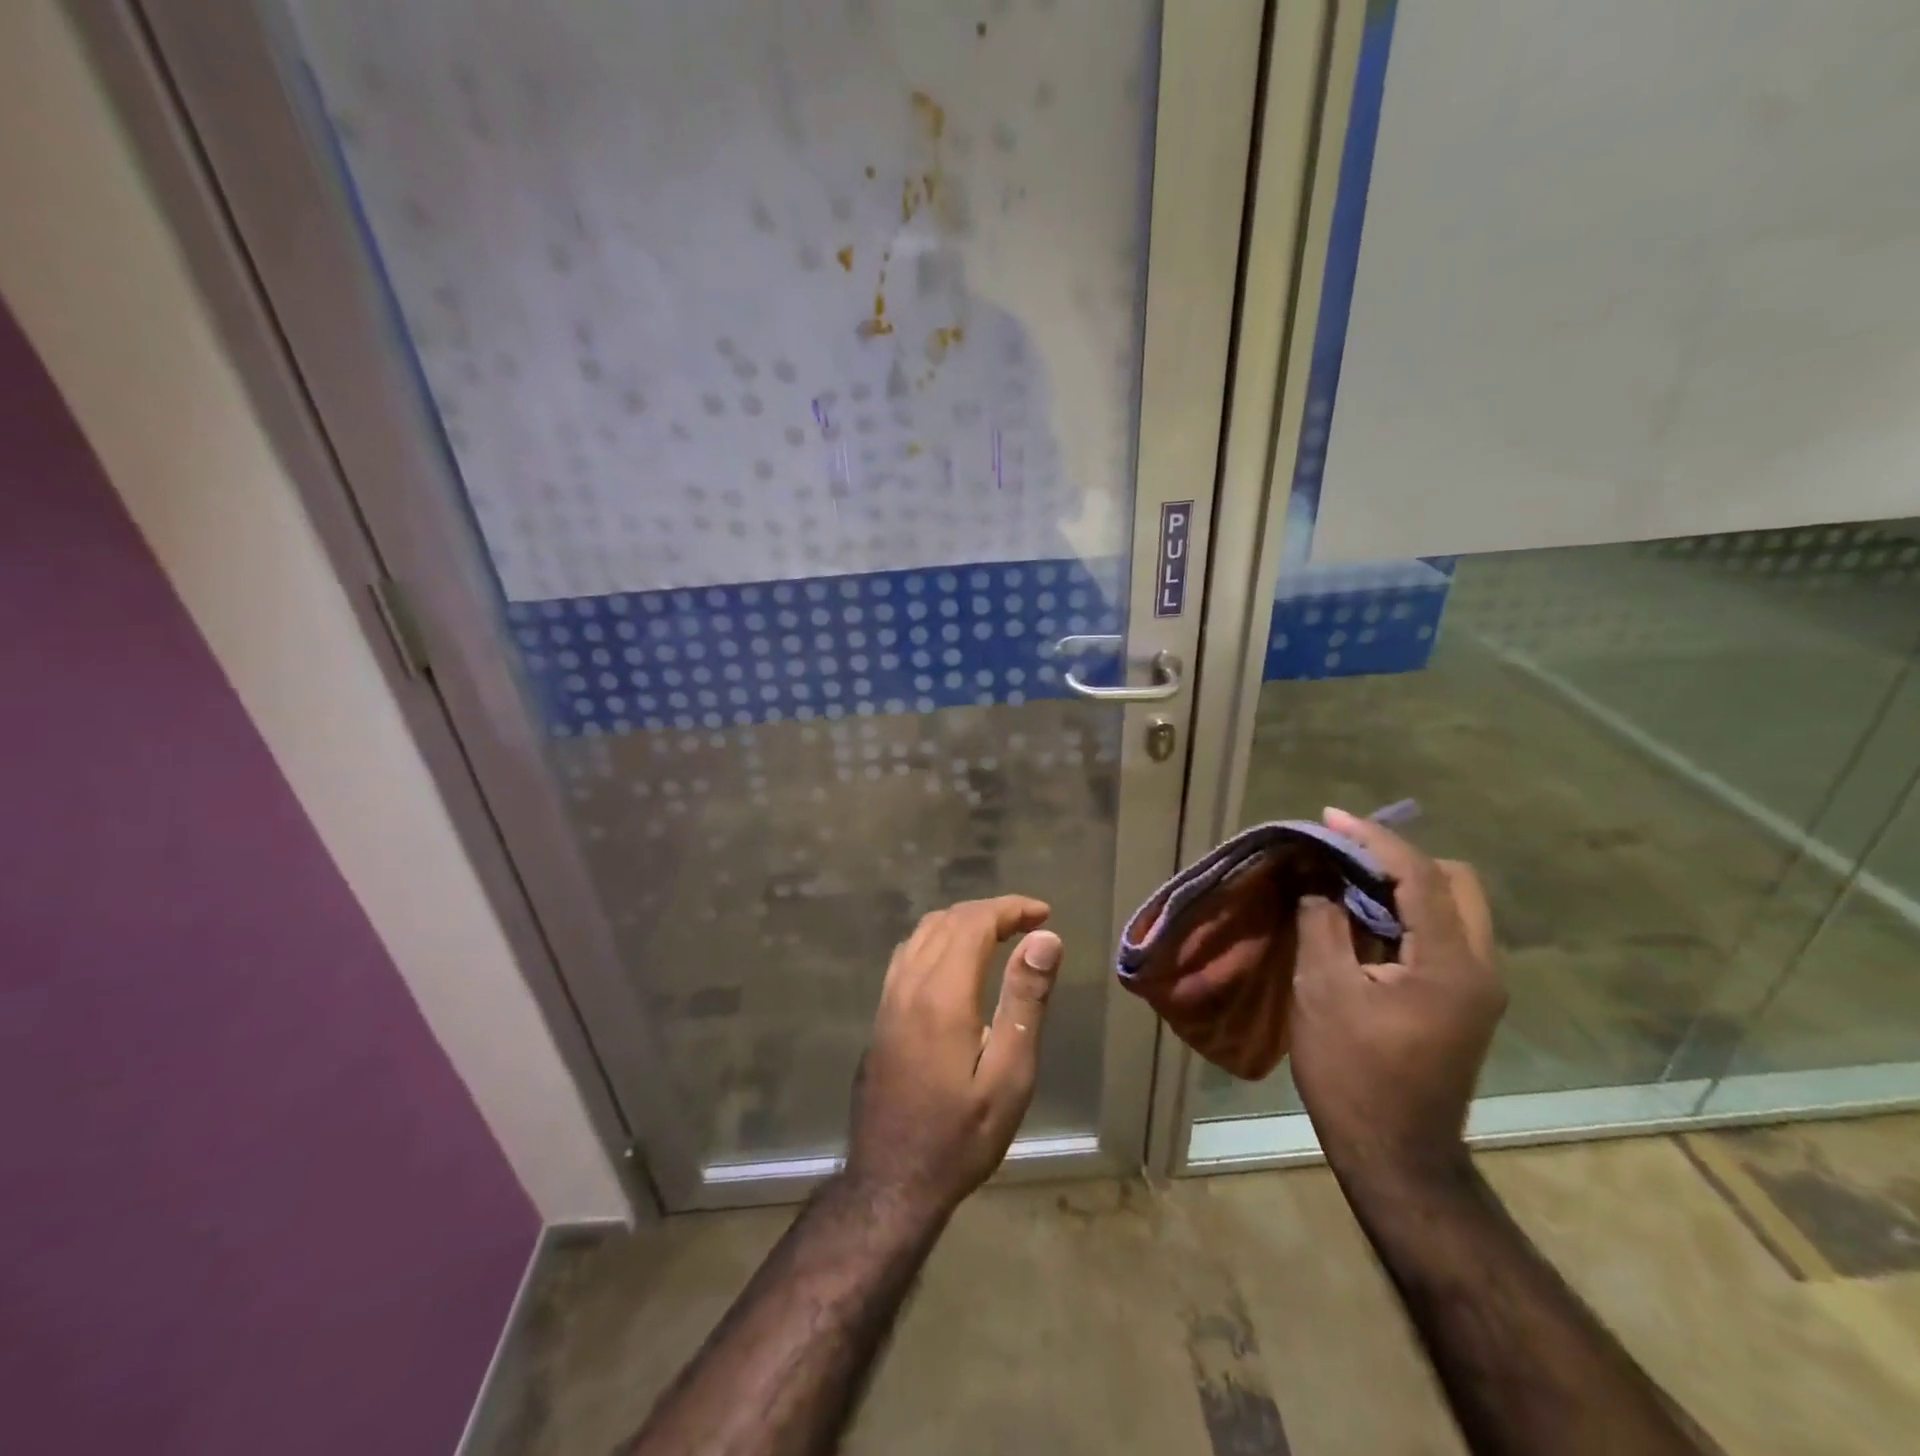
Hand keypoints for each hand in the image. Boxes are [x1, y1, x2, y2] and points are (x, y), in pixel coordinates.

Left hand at [844, 896, 1062, 1219]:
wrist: (891, 1181)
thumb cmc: (961, 1135)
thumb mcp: (1009, 1075)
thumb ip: (1025, 1001)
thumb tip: (1045, 938)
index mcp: (943, 993)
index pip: (975, 922)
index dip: (1011, 909)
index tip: (1044, 914)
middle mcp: (909, 983)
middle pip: (948, 920)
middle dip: (991, 912)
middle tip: (1030, 924)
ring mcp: (889, 997)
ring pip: (923, 932)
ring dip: (963, 921)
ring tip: (1000, 935)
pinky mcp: (881, 1014)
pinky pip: (908, 952)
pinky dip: (938, 938)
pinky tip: (957, 960)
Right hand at [1289, 809, 1503, 1183]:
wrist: (1395, 1153)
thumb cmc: (1353, 1072)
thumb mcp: (1324, 991)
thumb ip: (1322, 924)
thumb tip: (1318, 884)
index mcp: (1451, 964)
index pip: (1420, 875)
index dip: (1373, 839)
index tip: (1330, 818)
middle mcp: (1480, 967)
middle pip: (1455, 882)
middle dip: (1399, 857)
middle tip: (1344, 854)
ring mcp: (1479, 986)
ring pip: (1454, 906)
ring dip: (1404, 884)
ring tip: (1346, 880)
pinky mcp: (1465, 1000)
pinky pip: (1444, 933)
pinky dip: (1407, 912)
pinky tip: (1363, 919)